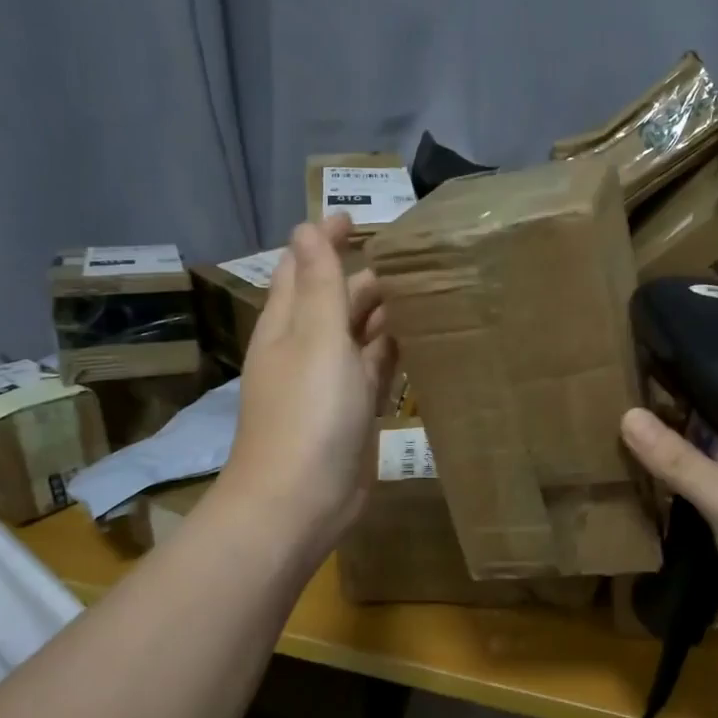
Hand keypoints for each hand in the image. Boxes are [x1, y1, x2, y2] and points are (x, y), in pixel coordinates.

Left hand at [222, 216, 396, 554]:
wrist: (301, 500)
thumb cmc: (309, 413)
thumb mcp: (316, 338)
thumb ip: (319, 283)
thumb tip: (306, 227)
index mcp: (289, 325)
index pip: (304, 269)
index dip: (325, 242)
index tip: (355, 217)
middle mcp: (308, 349)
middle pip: (337, 301)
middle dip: (367, 277)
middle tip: (413, 257)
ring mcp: (332, 384)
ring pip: (360, 337)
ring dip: (386, 314)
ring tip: (428, 292)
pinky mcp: (355, 413)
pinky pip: (376, 371)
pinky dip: (395, 353)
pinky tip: (422, 342)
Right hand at [619, 408, 717, 678]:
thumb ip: (679, 461)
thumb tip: (627, 415)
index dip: (696, 391)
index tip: (649, 375)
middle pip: (712, 442)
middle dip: (673, 431)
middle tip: (620, 407)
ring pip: (700, 477)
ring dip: (668, 469)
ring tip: (617, 440)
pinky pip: (692, 511)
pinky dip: (668, 503)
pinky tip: (634, 487)